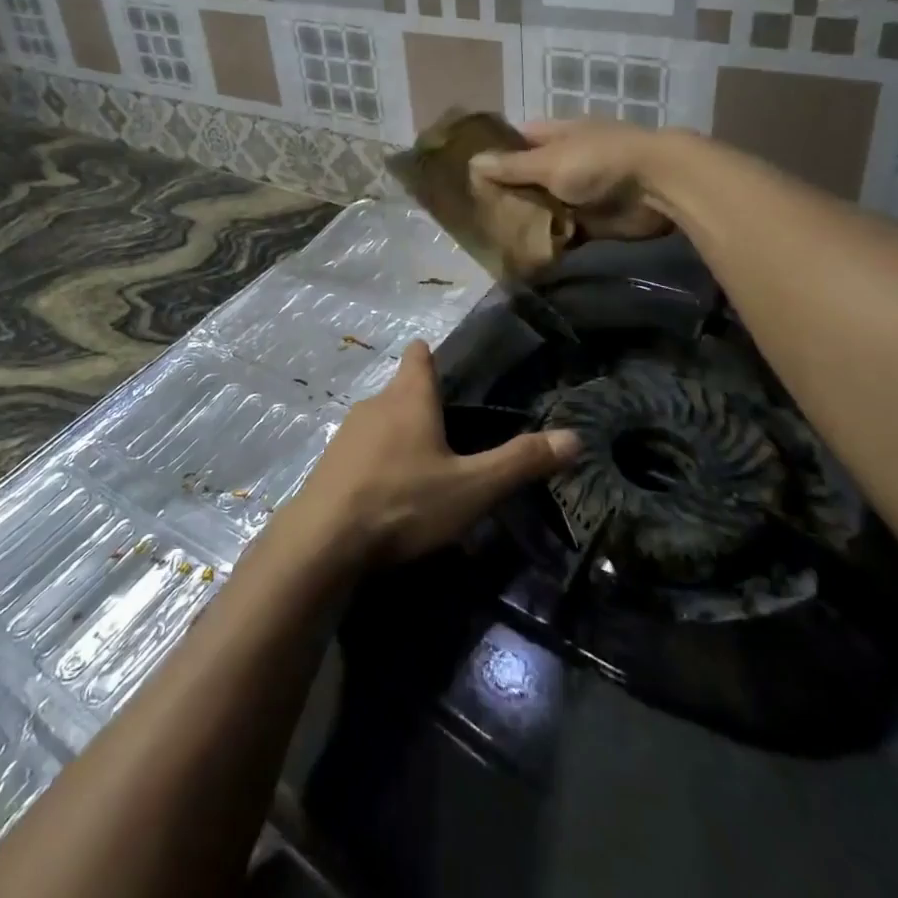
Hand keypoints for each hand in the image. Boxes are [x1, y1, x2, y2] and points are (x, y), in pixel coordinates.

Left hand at [287, 340, 578, 565]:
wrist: (324, 541)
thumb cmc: (404, 502)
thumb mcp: (472, 488)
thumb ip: (520, 462)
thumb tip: (574, 437)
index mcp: (409, 397)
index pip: (419, 356)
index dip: (430, 356)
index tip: (443, 364)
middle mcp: (375, 405)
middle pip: (401, 391)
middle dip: (422, 405)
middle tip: (451, 432)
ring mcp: (346, 434)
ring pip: (380, 423)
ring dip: (399, 437)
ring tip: (424, 467)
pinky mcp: (329, 465)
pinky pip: (361, 453)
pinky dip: (377, 464)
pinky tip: (389, 494)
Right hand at [468, 118, 674, 241]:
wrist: (657, 187)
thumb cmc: (599, 161)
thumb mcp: (549, 162)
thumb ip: (512, 167)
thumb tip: (472, 162)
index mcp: (556, 136)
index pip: (517, 141)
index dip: (494, 154)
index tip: (466, 173)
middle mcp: (565, 162)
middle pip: (528, 177)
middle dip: (505, 193)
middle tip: (471, 213)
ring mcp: (579, 192)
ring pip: (543, 206)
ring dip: (524, 220)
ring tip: (488, 237)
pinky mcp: (592, 221)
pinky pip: (562, 232)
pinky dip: (547, 241)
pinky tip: (521, 254)